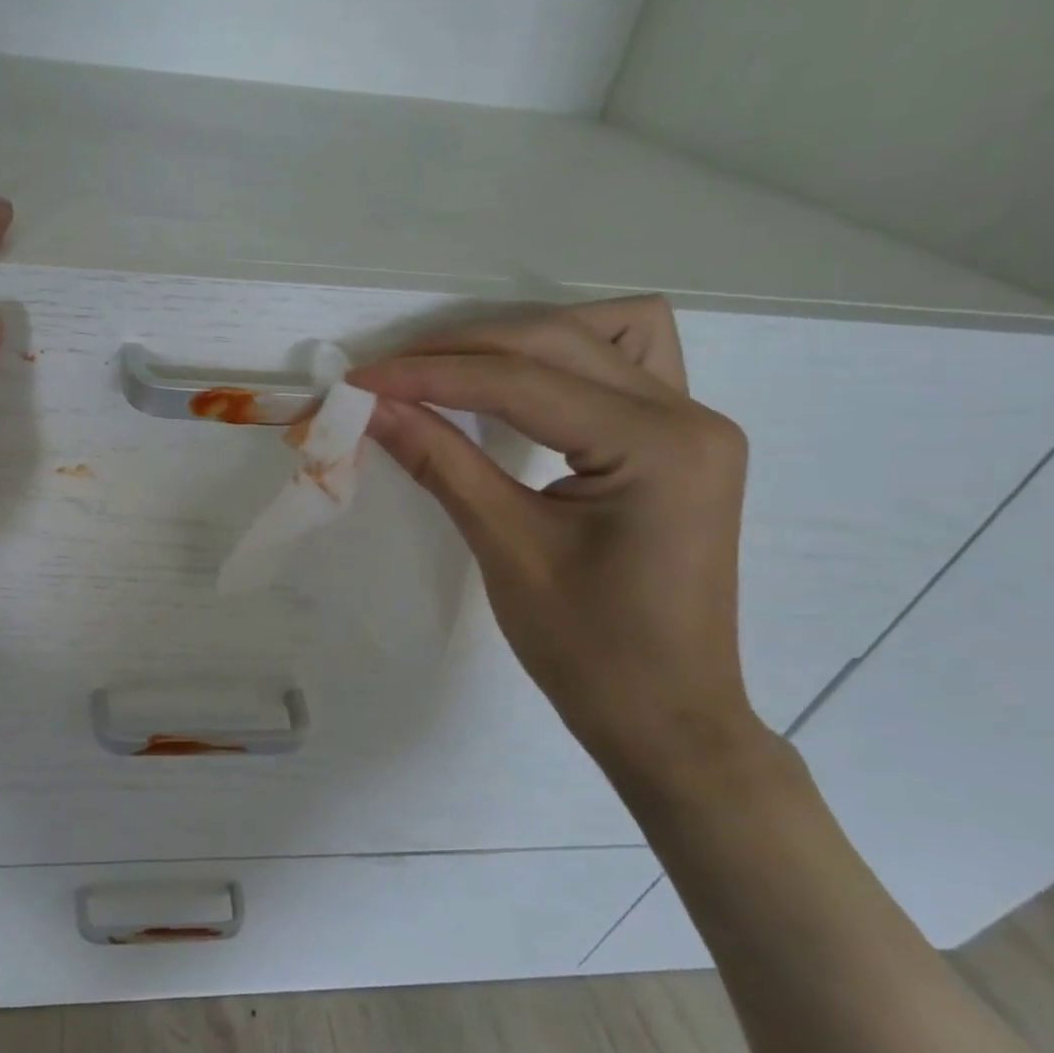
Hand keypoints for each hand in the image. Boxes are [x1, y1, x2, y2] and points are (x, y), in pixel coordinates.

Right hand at [348, 297, 768, 790]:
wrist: (666, 718)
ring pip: (601, 333)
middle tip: (387, 376)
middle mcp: (690, 414)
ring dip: (519, 340)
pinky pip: (622, 365)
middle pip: (558, 340)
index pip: (521, 381)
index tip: (358, 379)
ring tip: (452, 371)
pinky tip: (522, 383)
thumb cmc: (588, 650)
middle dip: (461, 350)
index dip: (429, 375)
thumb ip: (439, 461)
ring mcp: (695, 423)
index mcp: (658, 445)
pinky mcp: (680, 442)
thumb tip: (371, 407)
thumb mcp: (505, 548)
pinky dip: (563, 360)